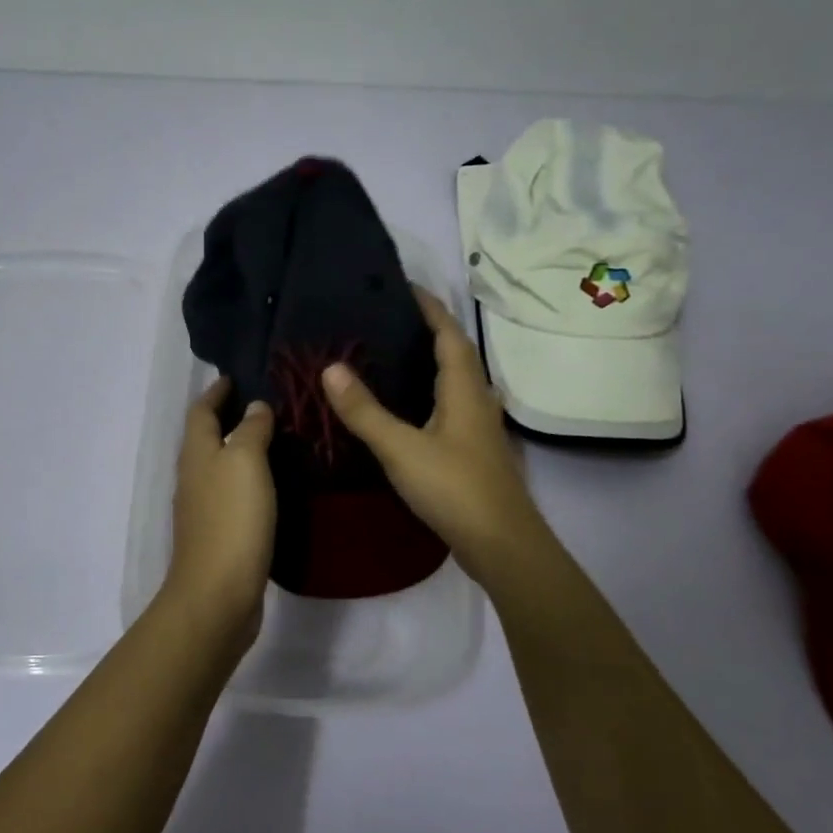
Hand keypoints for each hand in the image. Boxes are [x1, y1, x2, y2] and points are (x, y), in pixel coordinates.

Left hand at [161, 377, 275, 632]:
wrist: (218, 594)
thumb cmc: (232, 519)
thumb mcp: (245, 462)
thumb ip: (250, 430)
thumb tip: (254, 406)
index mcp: (196, 453)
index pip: (200, 411)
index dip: (216, 392)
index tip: (235, 377)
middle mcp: (194, 477)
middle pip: (205, 437)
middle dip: (227, 418)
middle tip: (264, 405)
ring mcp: (203, 509)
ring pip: (218, 466)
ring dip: (238, 449)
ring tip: (274, 439)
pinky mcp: (218, 535)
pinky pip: (231, 494)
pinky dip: (247, 480)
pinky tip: (271, 484)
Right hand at [321, 286, 548, 578]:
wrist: (501, 545)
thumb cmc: (454, 488)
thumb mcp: (401, 448)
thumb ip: (365, 410)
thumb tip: (331, 368)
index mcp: (464, 389)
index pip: (449, 334)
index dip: (430, 308)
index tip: (404, 287)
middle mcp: (477, 401)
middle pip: (455, 354)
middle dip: (428, 331)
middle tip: (387, 320)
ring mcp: (479, 429)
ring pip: (454, 383)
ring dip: (430, 364)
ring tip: (391, 356)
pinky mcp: (474, 453)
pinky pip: (450, 408)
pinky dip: (429, 395)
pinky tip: (406, 409)